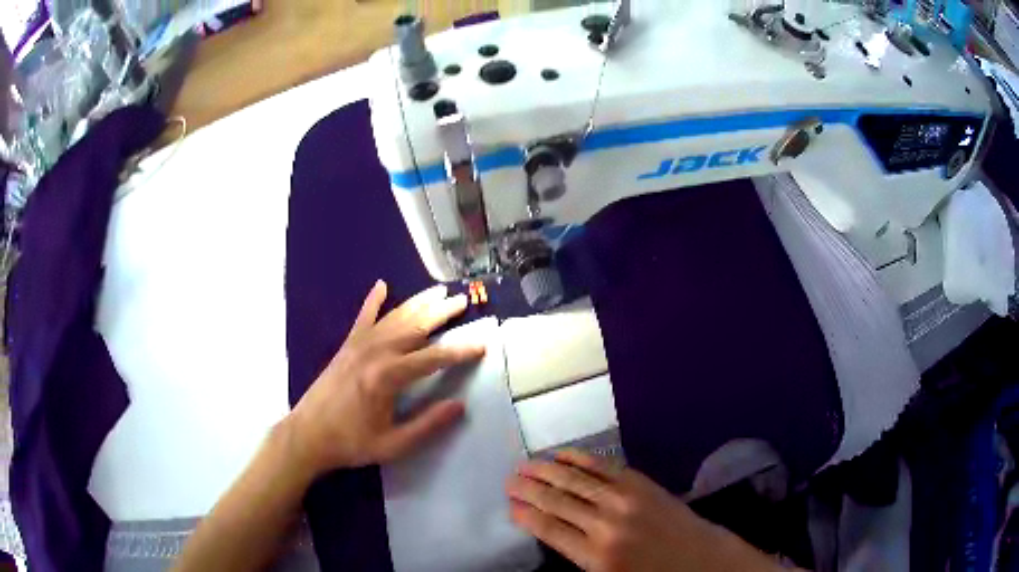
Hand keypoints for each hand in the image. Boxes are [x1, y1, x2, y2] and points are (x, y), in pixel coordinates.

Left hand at [286, 281, 484, 478]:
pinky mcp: (346, 346)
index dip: (460, 352)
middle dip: (442, 313)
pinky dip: (373, 301)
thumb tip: (459, 406)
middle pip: (415, 326)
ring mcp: (358, 346)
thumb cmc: (351, 443)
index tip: (482, 345)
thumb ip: (427, 425)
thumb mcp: (393, 445)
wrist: (307, 435)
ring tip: (438, 290)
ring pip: (394, 317)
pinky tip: (381, 285)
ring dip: (418, 302)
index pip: (433, 358)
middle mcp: (375, 353)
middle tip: (463, 301)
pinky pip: (362, 318)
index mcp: (388, 377)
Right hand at [507, 450, 782, 571]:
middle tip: (509, 480)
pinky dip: (579, 459)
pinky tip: (563, 455)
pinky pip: (603, 467)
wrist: (700, 559)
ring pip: (576, 480)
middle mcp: (606, 524)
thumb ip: (576, 555)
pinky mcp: (641, 484)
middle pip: (557, 501)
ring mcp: (626, 499)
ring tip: (525, 464)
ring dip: (547, 470)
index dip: (525, 514)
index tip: (509, 504)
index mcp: (596, 556)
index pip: (548, 529)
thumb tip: (548, 529)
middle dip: (529, 489)